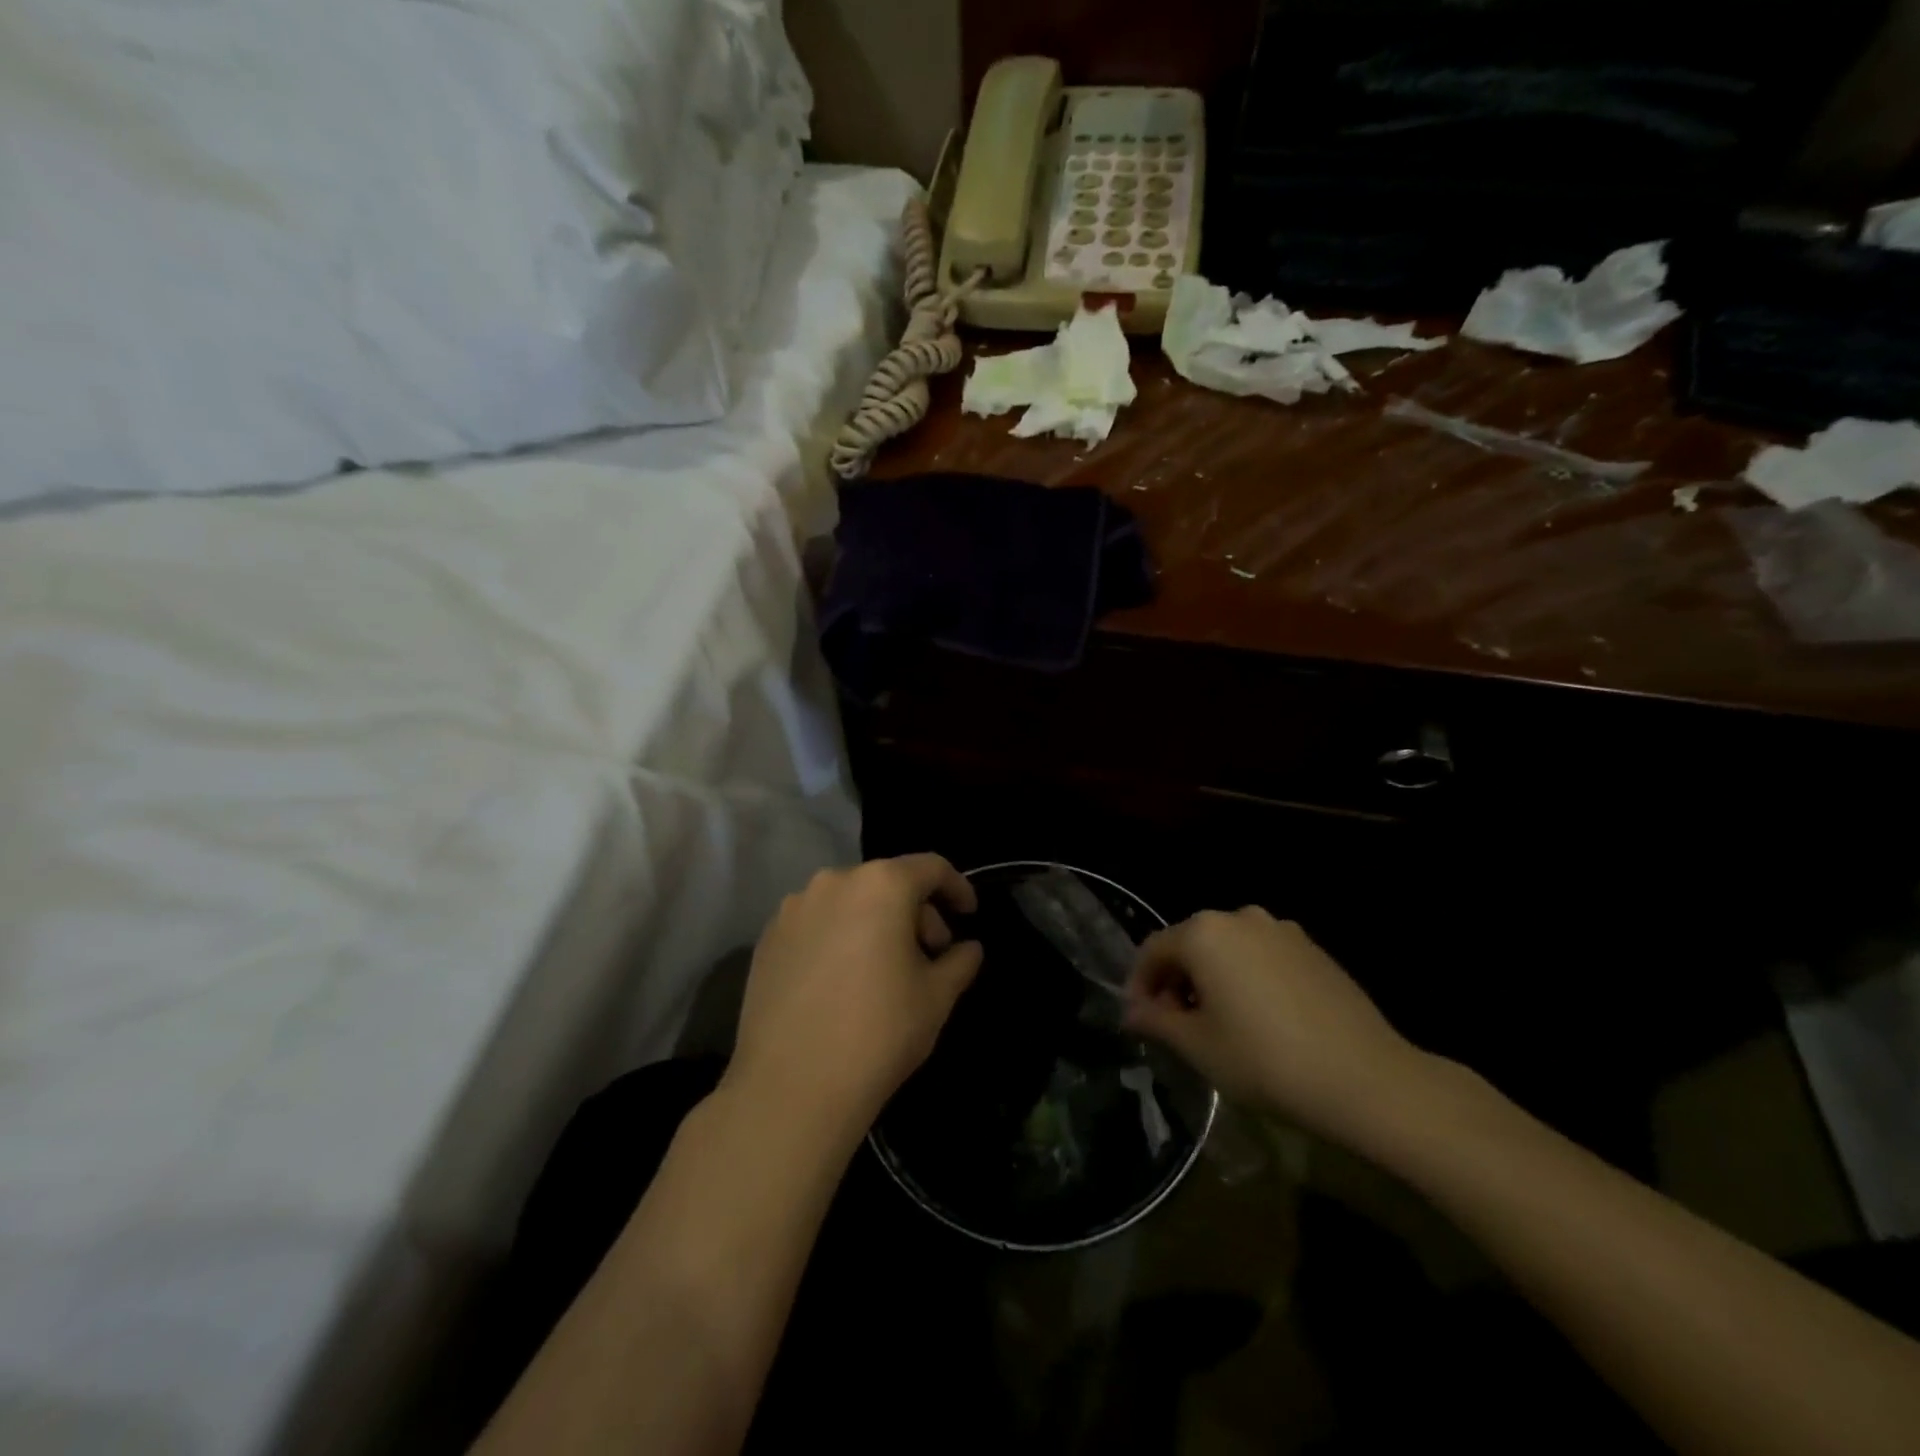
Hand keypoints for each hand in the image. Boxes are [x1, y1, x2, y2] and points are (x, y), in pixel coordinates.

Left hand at [727, 855, 982, 1137]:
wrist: (791, 1087)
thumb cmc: (878, 1032)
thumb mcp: (937, 997)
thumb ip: (960, 961)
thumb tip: (968, 948)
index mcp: (881, 885)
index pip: (931, 868)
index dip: (957, 887)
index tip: (969, 914)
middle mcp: (834, 881)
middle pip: (888, 883)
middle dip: (916, 913)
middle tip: (930, 956)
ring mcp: (794, 908)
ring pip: (850, 902)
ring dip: (876, 923)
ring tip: (884, 970)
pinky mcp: (768, 937)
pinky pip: (817, 923)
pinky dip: (839, 937)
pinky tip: (842, 981)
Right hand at [1124, 907, 1433, 1143]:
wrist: (1366, 1079)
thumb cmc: (1265, 1060)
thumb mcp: (1198, 1046)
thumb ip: (1157, 1020)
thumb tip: (1132, 1012)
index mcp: (1204, 933)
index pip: (1153, 950)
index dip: (1139, 984)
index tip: (1141, 1021)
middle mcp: (1239, 917)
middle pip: (1191, 944)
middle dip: (1176, 981)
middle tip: (1176, 1025)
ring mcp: (1281, 930)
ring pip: (1228, 949)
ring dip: (1212, 979)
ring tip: (1218, 1025)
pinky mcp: (1313, 949)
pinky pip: (1262, 956)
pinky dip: (1247, 978)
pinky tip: (1260, 1020)